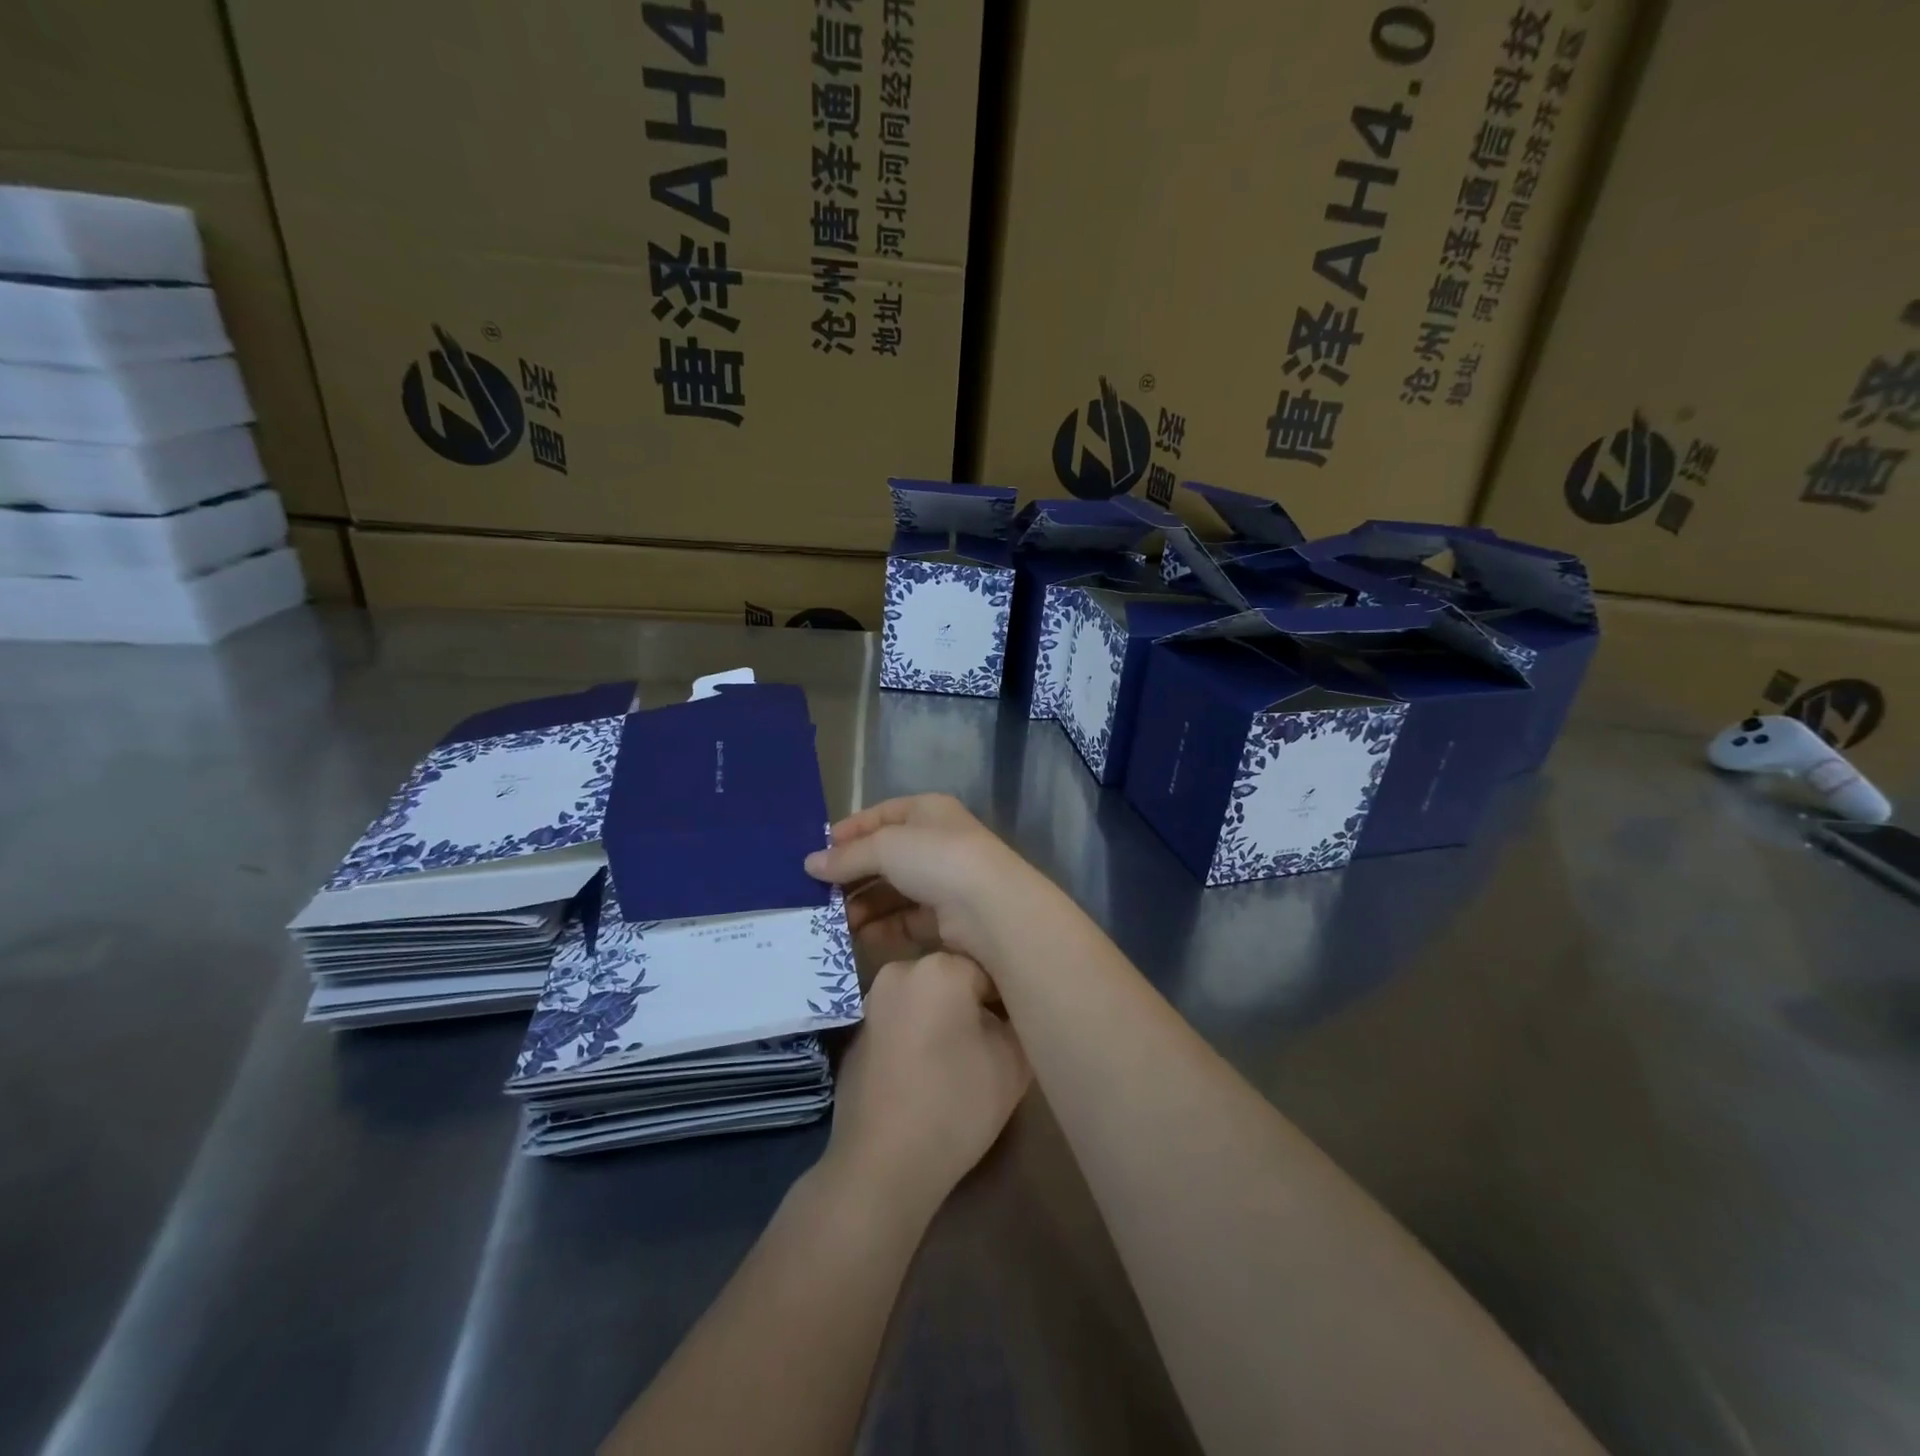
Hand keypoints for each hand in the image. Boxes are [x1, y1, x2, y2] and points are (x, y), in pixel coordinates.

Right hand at [804, 795, 1031, 965]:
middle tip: (818, 896)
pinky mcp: (947, 920)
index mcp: (928, 811)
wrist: (990, 908)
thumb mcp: (885, 847)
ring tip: (833, 922)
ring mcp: (944, 882)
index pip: (881, 816)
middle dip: (852, 876)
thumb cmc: (936, 858)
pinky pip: (905, 921)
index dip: (849, 832)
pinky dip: (882, 928)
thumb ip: (847, 856)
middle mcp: (937, 843)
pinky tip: (859, 937)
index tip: (817, 854)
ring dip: (863, 905)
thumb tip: (810, 864)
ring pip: (893, 892)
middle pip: (885, 857)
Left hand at [824, 951, 1030, 1216]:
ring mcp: (873, 1001)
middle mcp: (901, 971)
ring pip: (926, 999)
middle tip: (992, 1046)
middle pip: (954, 980)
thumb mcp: (1013, 1061)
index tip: (1016, 1030)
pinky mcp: (857, 1032)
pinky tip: (928, 1073)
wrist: (882, 1164)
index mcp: (940, 967)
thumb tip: (1008, 1011)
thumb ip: (1018, 1020)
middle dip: (974, 1006)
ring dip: (944, 1019)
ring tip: (961, 1062)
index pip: (991, 969)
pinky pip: (901, 1021)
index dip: (1008, 1000)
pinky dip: (917, 1035)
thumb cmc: (955, 1104)